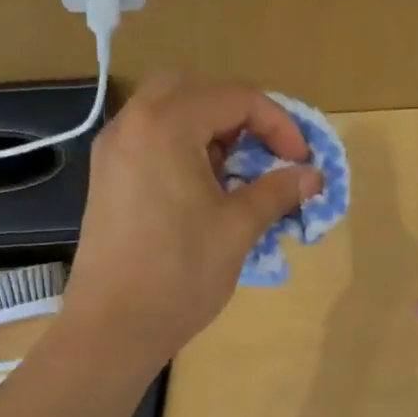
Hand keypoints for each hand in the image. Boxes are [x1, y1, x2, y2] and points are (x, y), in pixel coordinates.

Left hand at [62, 74, 322, 368]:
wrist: (112, 327)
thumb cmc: (180, 274)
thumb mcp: (238, 228)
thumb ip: (277, 191)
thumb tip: (313, 176)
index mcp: (165, 125)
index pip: (235, 98)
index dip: (278, 124)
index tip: (300, 160)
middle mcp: (132, 124)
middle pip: (193, 89)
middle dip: (236, 112)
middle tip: (261, 150)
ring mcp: (112, 151)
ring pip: (165, 110)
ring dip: (206, 128)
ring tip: (233, 172)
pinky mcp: (105, 178)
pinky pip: (147, 139)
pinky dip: (179, 145)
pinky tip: (199, 189)